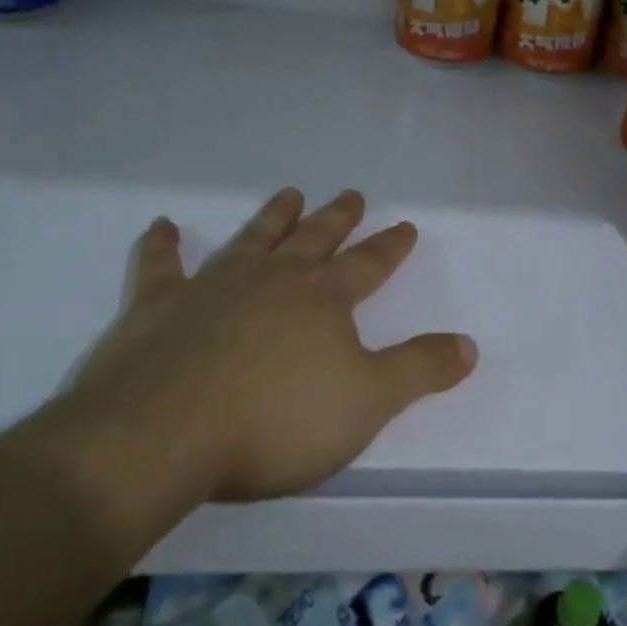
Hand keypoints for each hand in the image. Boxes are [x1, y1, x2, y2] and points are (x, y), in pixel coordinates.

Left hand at [65, 189, 475, 517]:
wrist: (163, 432)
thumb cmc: (277, 419)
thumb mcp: (368, 401)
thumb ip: (420, 370)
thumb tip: (469, 344)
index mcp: (323, 299)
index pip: (368, 264)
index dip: (390, 246)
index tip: (405, 225)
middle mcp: (273, 279)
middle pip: (314, 239)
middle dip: (337, 218)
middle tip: (351, 193)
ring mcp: (212, 286)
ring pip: (252, 239)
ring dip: (273, 216)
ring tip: (290, 193)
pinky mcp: (157, 306)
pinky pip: (160, 265)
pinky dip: (161, 245)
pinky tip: (162, 225)